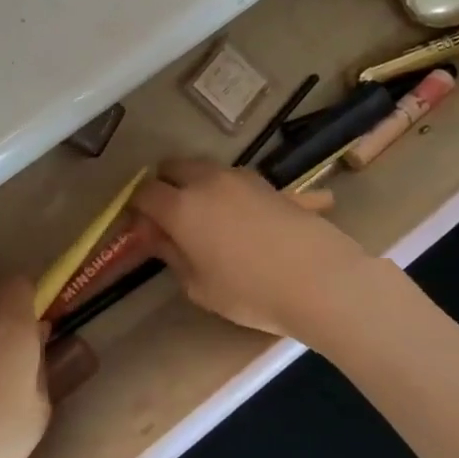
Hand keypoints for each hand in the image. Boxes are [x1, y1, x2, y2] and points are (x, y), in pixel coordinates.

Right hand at [131, 158, 373, 340]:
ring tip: (209, 217)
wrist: (321, 280)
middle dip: (165, 184)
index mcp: (181, 207)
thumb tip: (158, 237)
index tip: (141, 227)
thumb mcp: (199, 286)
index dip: (137, 208)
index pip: (144, 192)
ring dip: (199, 184)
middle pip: (174, 166)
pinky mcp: (273, 185)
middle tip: (170, 215)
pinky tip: (246, 220)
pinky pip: (241, 182)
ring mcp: (243, 178)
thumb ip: (173, 255)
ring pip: (208, 169)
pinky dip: (233, 193)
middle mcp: (208, 181)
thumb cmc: (250, 291)